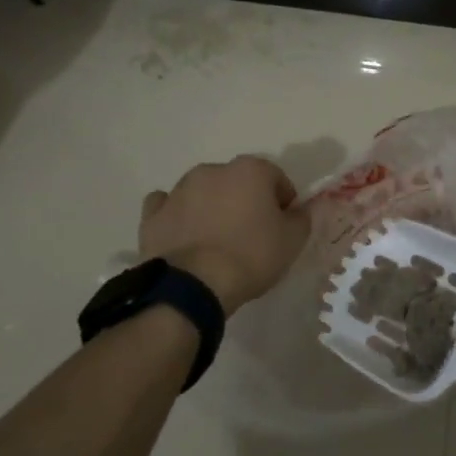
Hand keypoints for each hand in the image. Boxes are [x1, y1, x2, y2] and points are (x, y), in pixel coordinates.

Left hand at [138, 156, 309, 315]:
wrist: (193, 285)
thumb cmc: (250, 256)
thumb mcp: (292, 241)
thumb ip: (303, 217)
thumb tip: (302, 208)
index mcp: (250, 170)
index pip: (277, 179)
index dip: (284, 202)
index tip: (283, 227)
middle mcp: (213, 170)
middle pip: (238, 182)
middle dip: (246, 201)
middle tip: (251, 235)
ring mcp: (179, 190)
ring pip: (203, 191)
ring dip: (212, 207)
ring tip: (216, 241)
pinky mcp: (153, 214)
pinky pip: (168, 206)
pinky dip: (177, 215)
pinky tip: (183, 235)